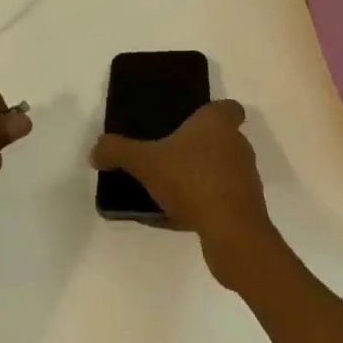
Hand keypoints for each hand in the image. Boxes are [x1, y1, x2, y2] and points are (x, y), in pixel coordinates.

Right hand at [89, 100, 279, 288]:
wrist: (233, 235)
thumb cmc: (192, 181)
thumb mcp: (146, 162)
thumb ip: (118, 151)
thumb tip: (95, 150)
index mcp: (218, 123)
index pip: (229, 108)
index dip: (215, 113)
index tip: (194, 122)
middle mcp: (238, 145)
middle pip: (224, 139)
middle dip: (201, 146)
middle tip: (172, 154)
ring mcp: (246, 179)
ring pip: (224, 170)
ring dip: (204, 176)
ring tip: (173, 189)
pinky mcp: (247, 211)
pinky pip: (223, 200)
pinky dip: (207, 204)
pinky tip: (181, 217)